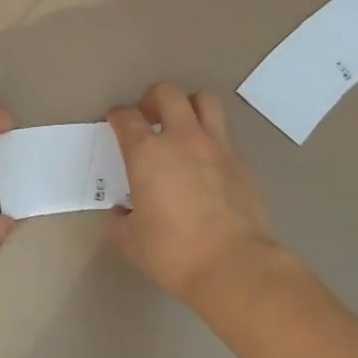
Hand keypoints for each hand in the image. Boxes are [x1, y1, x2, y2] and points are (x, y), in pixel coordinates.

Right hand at [106, 83, 281, 305]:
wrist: (233, 264)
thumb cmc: (173, 252)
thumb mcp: (131, 241)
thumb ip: (120, 221)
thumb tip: (121, 214)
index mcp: (148, 154)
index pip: (127, 118)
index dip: (118, 116)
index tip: (116, 122)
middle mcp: (182, 139)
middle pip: (167, 93)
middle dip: (153, 98)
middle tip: (149, 117)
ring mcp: (217, 146)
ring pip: (205, 100)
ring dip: (190, 106)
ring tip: (183, 126)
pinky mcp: (241, 162)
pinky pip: (224, 136)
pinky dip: (212, 140)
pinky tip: (207, 164)